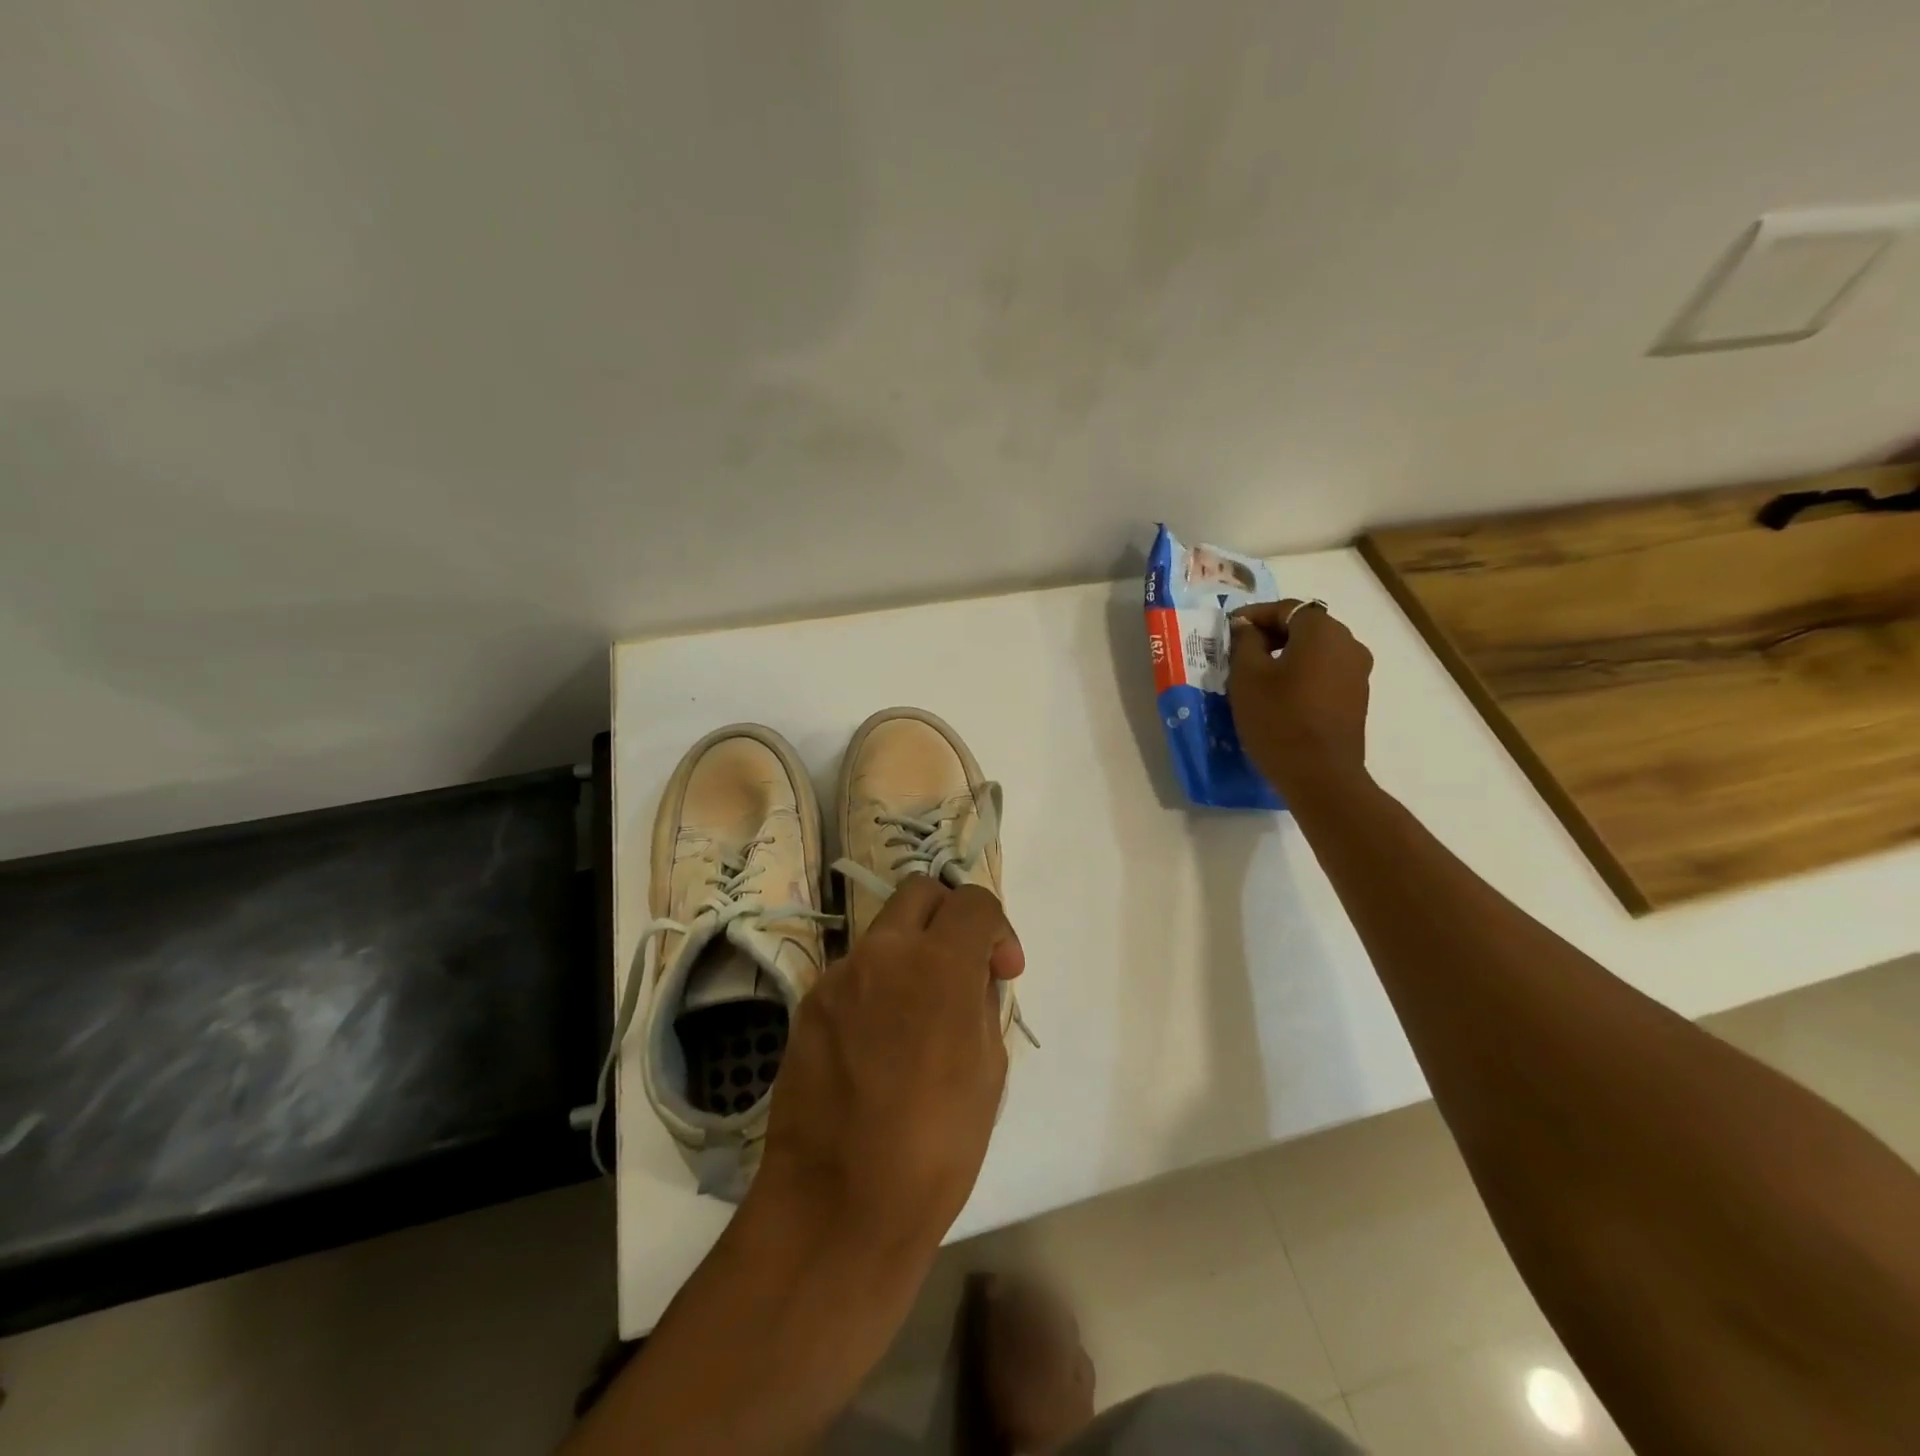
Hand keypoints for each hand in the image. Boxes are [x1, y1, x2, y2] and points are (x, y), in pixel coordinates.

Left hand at [755, 876, 1023, 1259]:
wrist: (837, 1207)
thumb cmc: (935, 1149)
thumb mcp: (988, 1071)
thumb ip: (981, 1002)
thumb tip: (971, 976)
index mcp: (939, 965)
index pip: (973, 901)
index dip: (997, 928)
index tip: (1002, 971)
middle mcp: (883, 953)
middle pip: (920, 892)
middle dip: (949, 915)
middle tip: (961, 966)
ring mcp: (838, 976)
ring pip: (883, 933)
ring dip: (910, 953)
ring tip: (917, 1017)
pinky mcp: (807, 1004)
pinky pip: (853, 974)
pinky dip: (876, 986)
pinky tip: (877, 1044)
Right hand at [1228, 599, 1373, 800]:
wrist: (1321, 776)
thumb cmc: (1278, 719)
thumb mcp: (1247, 677)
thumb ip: (1245, 643)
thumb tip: (1247, 628)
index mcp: (1322, 631)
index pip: (1285, 608)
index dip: (1253, 615)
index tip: (1228, 630)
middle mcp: (1348, 643)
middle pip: (1304, 626)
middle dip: (1271, 634)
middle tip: (1238, 652)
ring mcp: (1358, 672)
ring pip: (1316, 651)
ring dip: (1286, 656)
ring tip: (1256, 676)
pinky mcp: (1357, 697)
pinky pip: (1325, 673)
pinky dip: (1301, 674)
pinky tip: (1279, 695)